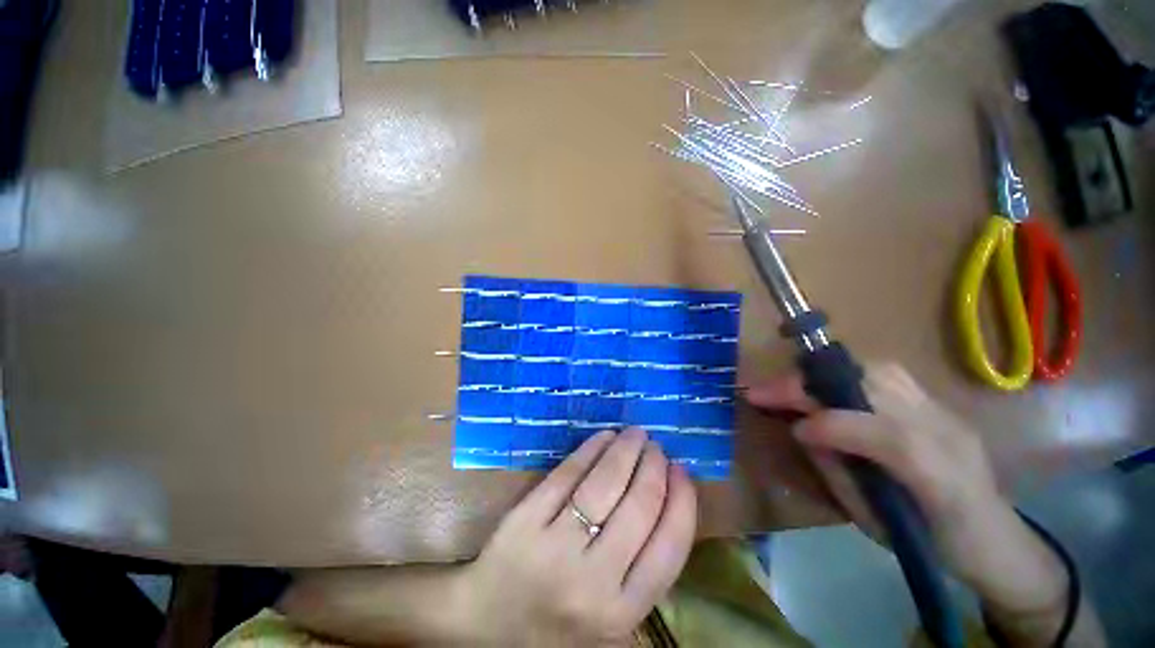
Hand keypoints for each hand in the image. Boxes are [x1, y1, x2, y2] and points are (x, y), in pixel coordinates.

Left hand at [453, 428, 696, 646]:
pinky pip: (567, 475)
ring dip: (625, 451)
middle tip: (657, 447)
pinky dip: (590, 450)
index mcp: (622, 612)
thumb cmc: (559, 620)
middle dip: (654, 467)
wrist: (489, 628)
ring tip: (636, 435)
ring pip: (604, 484)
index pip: (670, 547)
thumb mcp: (612, 613)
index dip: (681, 500)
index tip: (683, 471)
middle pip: (639, 507)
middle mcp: (592, 582)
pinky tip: (604, 437)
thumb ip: (642, 569)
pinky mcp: (525, 519)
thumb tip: (669, 500)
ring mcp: (555, 547)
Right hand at [746, 364, 1098, 645]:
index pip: (881, 434)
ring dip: (824, 373)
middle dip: (807, 385)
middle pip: (872, 386)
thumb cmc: (932, 544)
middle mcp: (947, 431)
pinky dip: (847, 372)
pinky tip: (826, 385)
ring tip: (789, 386)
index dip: (827, 426)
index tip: (787, 427)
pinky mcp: (938, 403)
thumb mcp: (878, 525)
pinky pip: (887, 373)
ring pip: (878, 370)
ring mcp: (945, 410)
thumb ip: (839, 472)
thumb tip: (802, 431)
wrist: (997, 541)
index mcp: (940, 476)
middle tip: (763, 391)